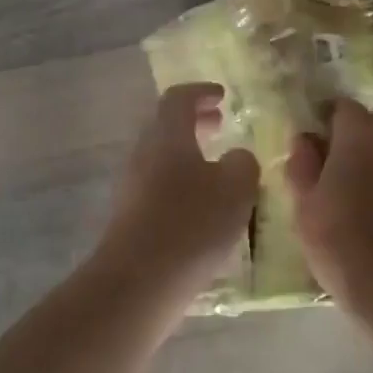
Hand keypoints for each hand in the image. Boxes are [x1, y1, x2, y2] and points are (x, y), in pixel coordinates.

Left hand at [95, 83, 259, 309]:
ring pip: (162, 157)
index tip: (222, 96)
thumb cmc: (192, 223)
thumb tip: (236, 158)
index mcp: (167, 136)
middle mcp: (143, 154)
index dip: (201, 92)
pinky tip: (202, 206)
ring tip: (217, 168)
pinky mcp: (130, 216)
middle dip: (195, 122)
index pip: (178, 98)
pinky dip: (181, 182)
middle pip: (166, 126)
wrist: (140, 280)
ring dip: (188, 154)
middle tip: (220, 125)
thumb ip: (243, 164)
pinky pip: (158, 185)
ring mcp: (132, 186)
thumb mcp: (236, 188)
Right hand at [285, 99, 372, 323]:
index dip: (328, 120)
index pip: (343, 107)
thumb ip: (302, 165)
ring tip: (372, 183)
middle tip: (342, 162)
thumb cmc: (340, 240)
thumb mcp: (304, 204)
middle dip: (363, 133)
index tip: (316, 140)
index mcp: (359, 135)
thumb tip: (304, 139)